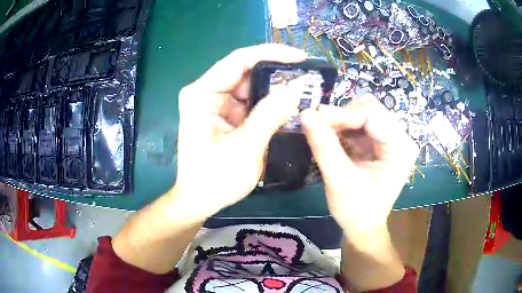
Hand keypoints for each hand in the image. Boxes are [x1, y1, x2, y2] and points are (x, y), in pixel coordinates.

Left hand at [172, 44, 306, 220]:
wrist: (199, 200)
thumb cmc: (215, 179)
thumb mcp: (246, 148)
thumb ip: (270, 115)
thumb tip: (296, 88)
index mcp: (201, 94)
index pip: (239, 60)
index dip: (272, 54)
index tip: (301, 57)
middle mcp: (206, 92)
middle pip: (246, 71)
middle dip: (277, 72)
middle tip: (308, 76)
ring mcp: (215, 102)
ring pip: (250, 85)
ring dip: (275, 88)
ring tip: (304, 89)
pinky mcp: (224, 114)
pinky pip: (250, 101)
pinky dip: (269, 103)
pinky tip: (289, 104)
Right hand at [300, 95, 418, 240]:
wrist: (363, 227)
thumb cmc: (356, 210)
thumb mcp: (339, 181)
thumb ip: (324, 146)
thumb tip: (305, 113)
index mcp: (400, 147)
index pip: (373, 113)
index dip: (343, 113)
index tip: (316, 119)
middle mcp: (401, 138)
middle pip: (370, 109)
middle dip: (342, 116)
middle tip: (318, 126)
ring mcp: (392, 139)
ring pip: (364, 113)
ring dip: (341, 121)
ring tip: (324, 134)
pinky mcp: (381, 143)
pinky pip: (361, 124)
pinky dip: (343, 128)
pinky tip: (332, 139)